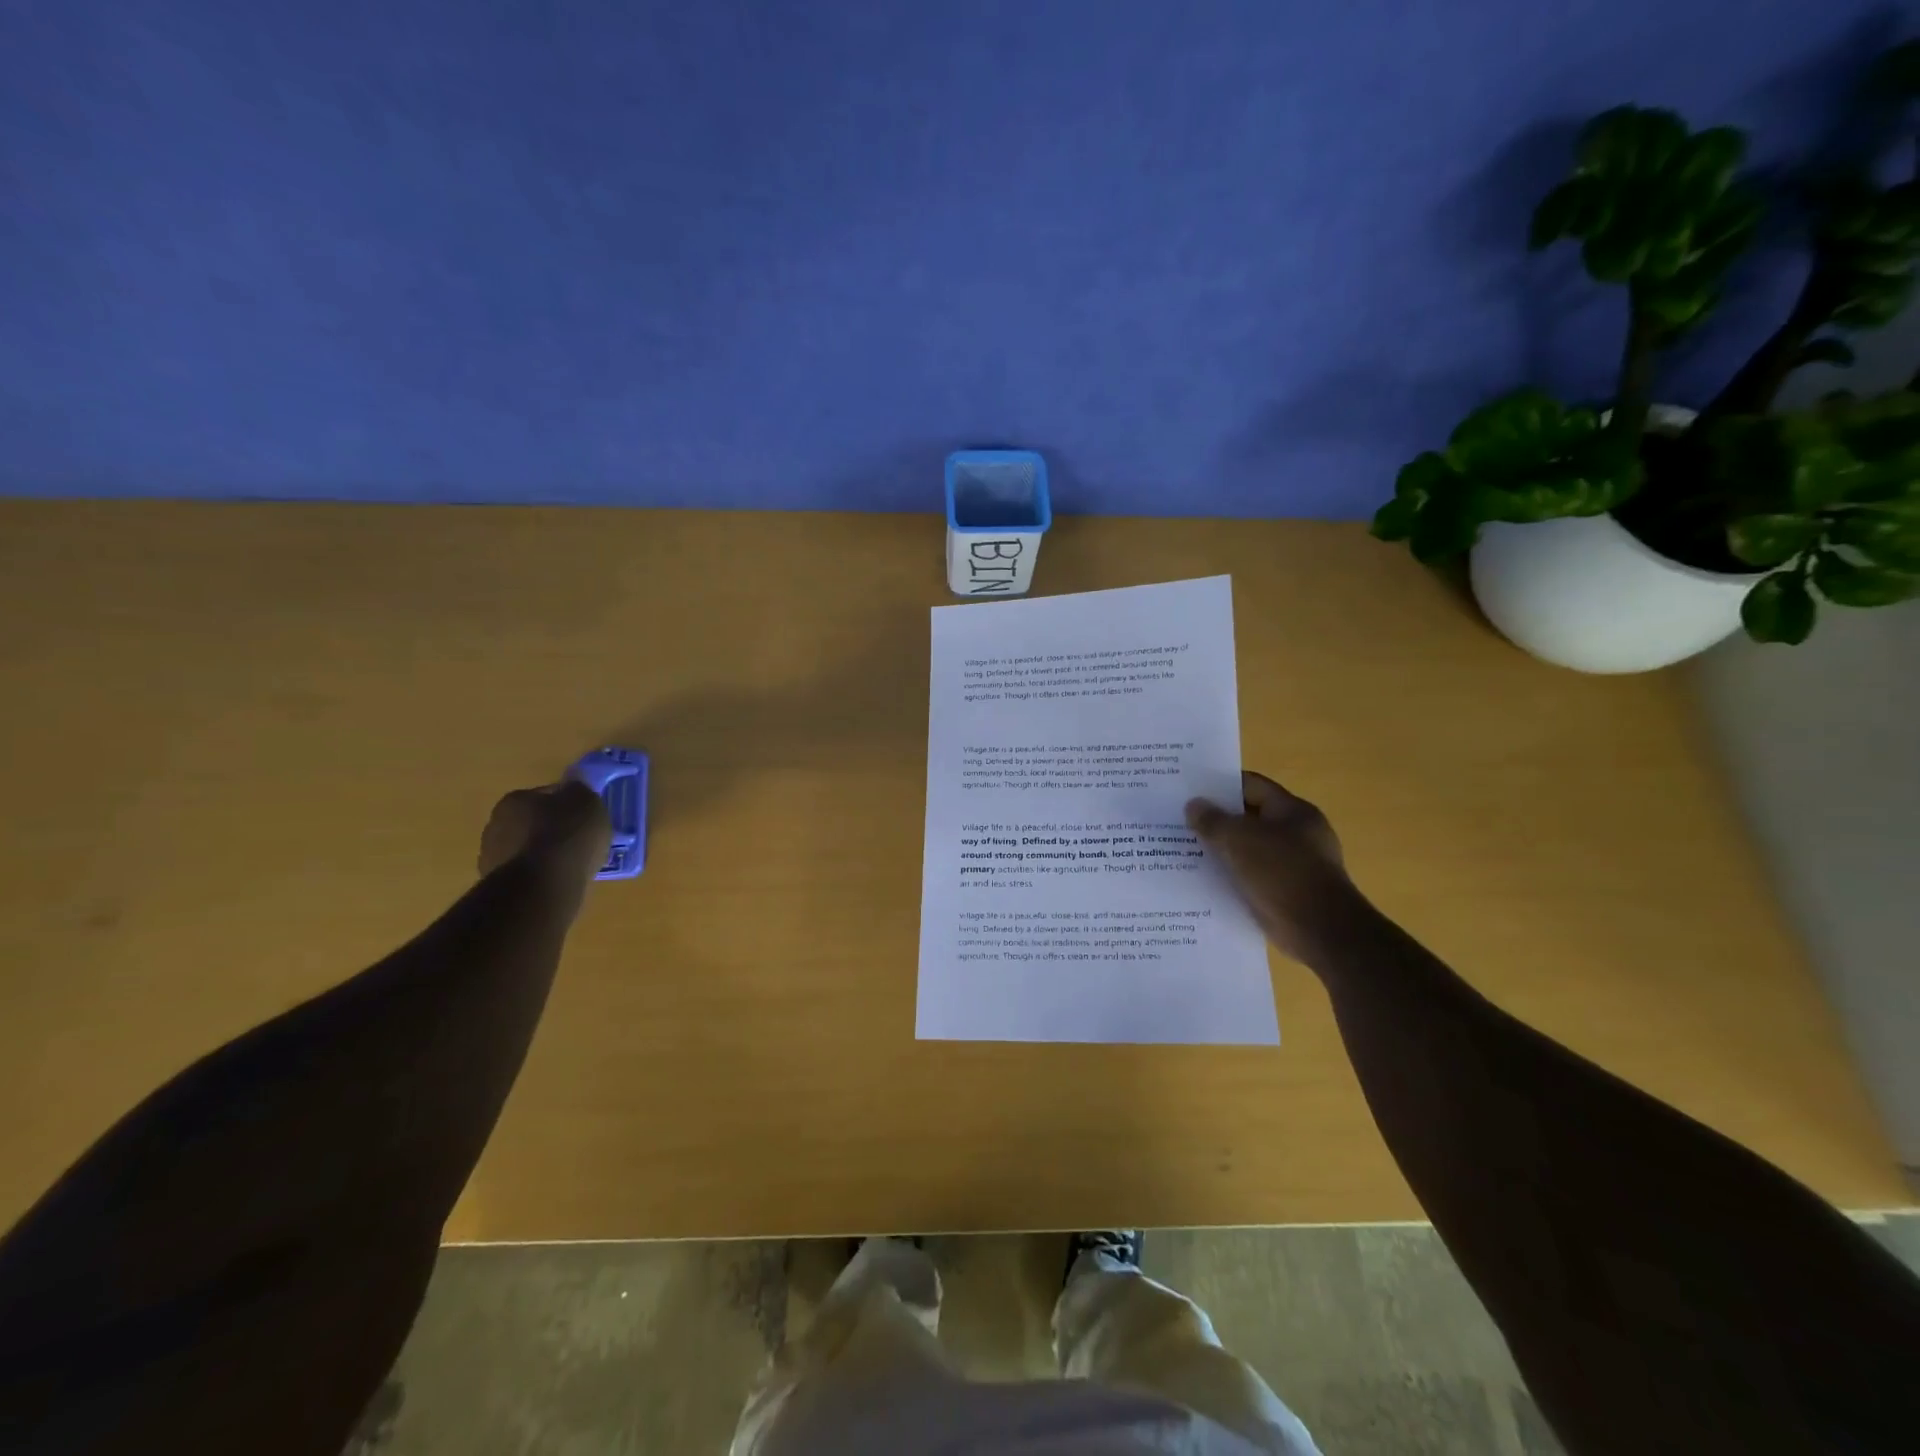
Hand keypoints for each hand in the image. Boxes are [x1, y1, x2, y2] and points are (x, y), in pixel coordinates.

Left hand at [477, 781, 612, 882]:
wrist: (543, 885)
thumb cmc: (567, 834)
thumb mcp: (586, 801)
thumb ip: (579, 789)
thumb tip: (572, 785)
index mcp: (515, 799)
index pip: (546, 794)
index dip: (568, 803)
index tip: (585, 815)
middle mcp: (496, 824)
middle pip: (532, 822)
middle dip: (553, 829)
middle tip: (578, 839)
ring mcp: (493, 858)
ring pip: (527, 849)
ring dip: (545, 853)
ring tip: (572, 863)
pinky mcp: (499, 886)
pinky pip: (528, 874)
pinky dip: (542, 875)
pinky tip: (560, 880)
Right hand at [1186, 771, 1361, 963]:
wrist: (1320, 930)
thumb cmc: (1282, 873)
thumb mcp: (1239, 840)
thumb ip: (1212, 820)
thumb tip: (1193, 806)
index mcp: (1292, 811)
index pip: (1252, 786)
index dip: (1220, 785)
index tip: (1190, 790)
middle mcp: (1297, 834)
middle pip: (1249, 818)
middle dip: (1217, 820)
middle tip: (1181, 821)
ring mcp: (1294, 865)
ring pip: (1248, 849)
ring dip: (1222, 851)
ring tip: (1185, 850)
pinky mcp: (1287, 893)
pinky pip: (1252, 877)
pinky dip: (1231, 876)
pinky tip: (1204, 880)